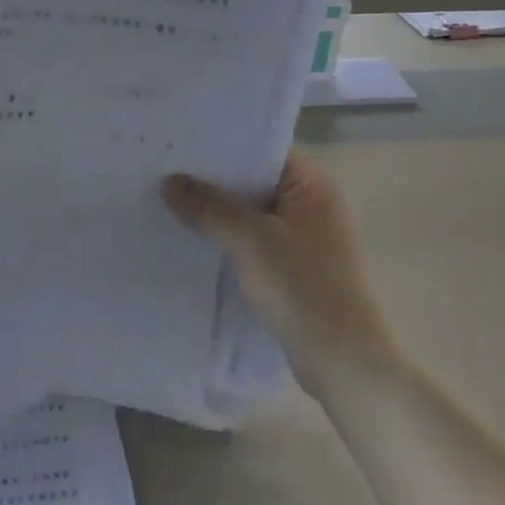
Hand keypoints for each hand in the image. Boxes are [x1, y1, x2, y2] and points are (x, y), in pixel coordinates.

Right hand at [162, 151, 393, 389]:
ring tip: (167, 199)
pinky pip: (251, 238)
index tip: (179, 143)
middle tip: (162, 169)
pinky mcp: (291, 265)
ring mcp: (301, 236)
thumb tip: (169, 182)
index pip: (261, 148)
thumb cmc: (303, 289)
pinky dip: (225, 236)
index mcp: (311, 184)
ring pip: (249, 211)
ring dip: (216, 210)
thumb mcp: (251, 241)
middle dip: (211, 179)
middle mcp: (310, 203)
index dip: (221, 145)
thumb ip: (210, 207)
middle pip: (252, 180)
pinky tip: (190, 236)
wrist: (342, 362)